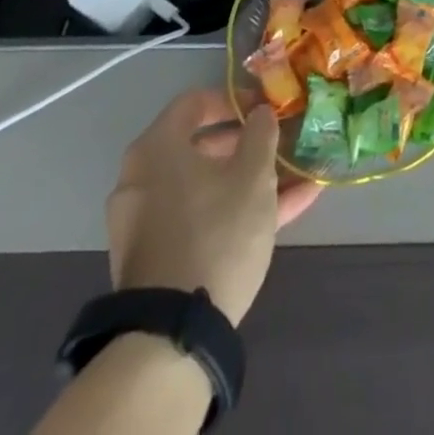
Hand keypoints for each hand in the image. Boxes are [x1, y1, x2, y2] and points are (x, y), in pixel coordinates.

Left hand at [105, 88, 321, 324]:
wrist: (172, 335)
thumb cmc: (216, 232)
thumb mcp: (253, 174)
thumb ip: (261, 133)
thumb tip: (259, 114)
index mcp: (157, 147)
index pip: (194, 102)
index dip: (234, 99)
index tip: (264, 109)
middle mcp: (140, 178)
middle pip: (198, 147)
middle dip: (244, 145)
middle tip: (278, 145)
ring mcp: (143, 222)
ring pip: (202, 187)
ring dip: (246, 181)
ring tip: (294, 182)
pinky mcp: (152, 258)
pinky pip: (196, 219)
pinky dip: (231, 212)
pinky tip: (283, 214)